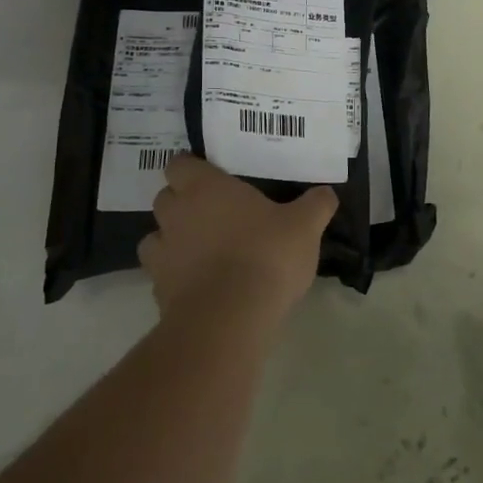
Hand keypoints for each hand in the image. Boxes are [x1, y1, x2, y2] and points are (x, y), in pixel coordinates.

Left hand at [140, 155, 336, 320]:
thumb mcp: (305, 226)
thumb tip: (326, 192)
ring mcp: (163, 254)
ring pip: (156, 237)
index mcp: (205, 188)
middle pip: (165, 198)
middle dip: (182, 203)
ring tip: (201, 251)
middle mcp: (176, 214)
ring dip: (173, 240)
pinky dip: (176, 276)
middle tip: (214, 212)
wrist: (229, 318)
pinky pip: (162, 275)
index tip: (211, 176)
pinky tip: (201, 285)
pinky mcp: (159, 291)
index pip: (180, 164)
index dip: (192, 169)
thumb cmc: (266, 255)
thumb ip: (316, 205)